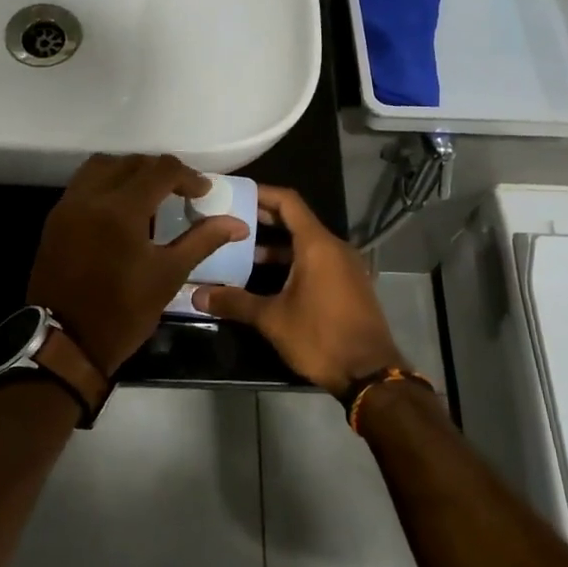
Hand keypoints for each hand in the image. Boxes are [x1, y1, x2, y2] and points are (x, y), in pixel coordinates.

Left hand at [28, 155, 249, 375]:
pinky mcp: (55, 219)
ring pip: (102, 166)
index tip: (203, 193)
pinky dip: (106, 184)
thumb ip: (202, 240)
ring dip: (129, 171)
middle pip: (131, 162)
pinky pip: (83, 184)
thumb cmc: (123, 312)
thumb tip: (237, 223)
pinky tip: (121, 209)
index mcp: (122, 209)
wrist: (64, 342)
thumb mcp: (169, 276)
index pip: (160, 170)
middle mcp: (91, 197)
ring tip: (149, 194)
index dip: (187, 176)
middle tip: (180, 192)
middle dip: (159, 171)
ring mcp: (68, 206)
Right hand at [193, 185, 401, 394]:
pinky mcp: (350, 284)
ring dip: (276, 245)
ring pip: (306, 243)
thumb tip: (196, 295)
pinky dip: (293, 261)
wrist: (371, 374)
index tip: (234, 194)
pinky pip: (318, 260)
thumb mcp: (272, 319)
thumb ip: (235, 302)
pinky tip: (268, 278)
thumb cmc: (320, 337)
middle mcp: (335, 248)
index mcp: (317, 245)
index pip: (288, 202)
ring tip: (241, 252)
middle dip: (263, 219)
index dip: (261, 193)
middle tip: (229, 220)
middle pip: (296, 220)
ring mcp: (346, 266)